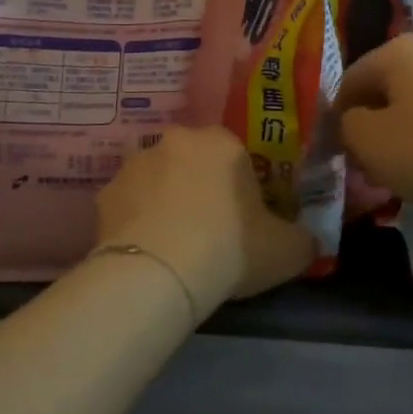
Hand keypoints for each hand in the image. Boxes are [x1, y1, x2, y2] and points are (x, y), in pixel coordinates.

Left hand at [97, 126, 313, 318]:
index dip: (241, 186)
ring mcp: (135, 164)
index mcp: (222, 142)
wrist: (158, 273)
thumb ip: (302, 240)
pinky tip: (146, 252)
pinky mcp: (105, 194)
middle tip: (209, 229)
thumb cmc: (230, 247)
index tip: (243, 218)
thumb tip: (307, 242)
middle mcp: (176, 140)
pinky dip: (136, 221)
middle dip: (199, 187)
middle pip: (193, 161)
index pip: (236, 154)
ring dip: (165, 200)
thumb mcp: (286, 250)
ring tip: (173, 245)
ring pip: (158, 179)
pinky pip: (128, 204)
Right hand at [336, 35, 412, 213]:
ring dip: (394, 133)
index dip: (337, 119)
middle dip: (367, 126)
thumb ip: (345, 125)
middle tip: (365, 165)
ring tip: (395, 170)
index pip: (348, 81)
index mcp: (395, 50)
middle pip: (380, 89)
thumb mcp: (368, 141)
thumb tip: (352, 120)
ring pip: (407, 102)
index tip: (341, 154)